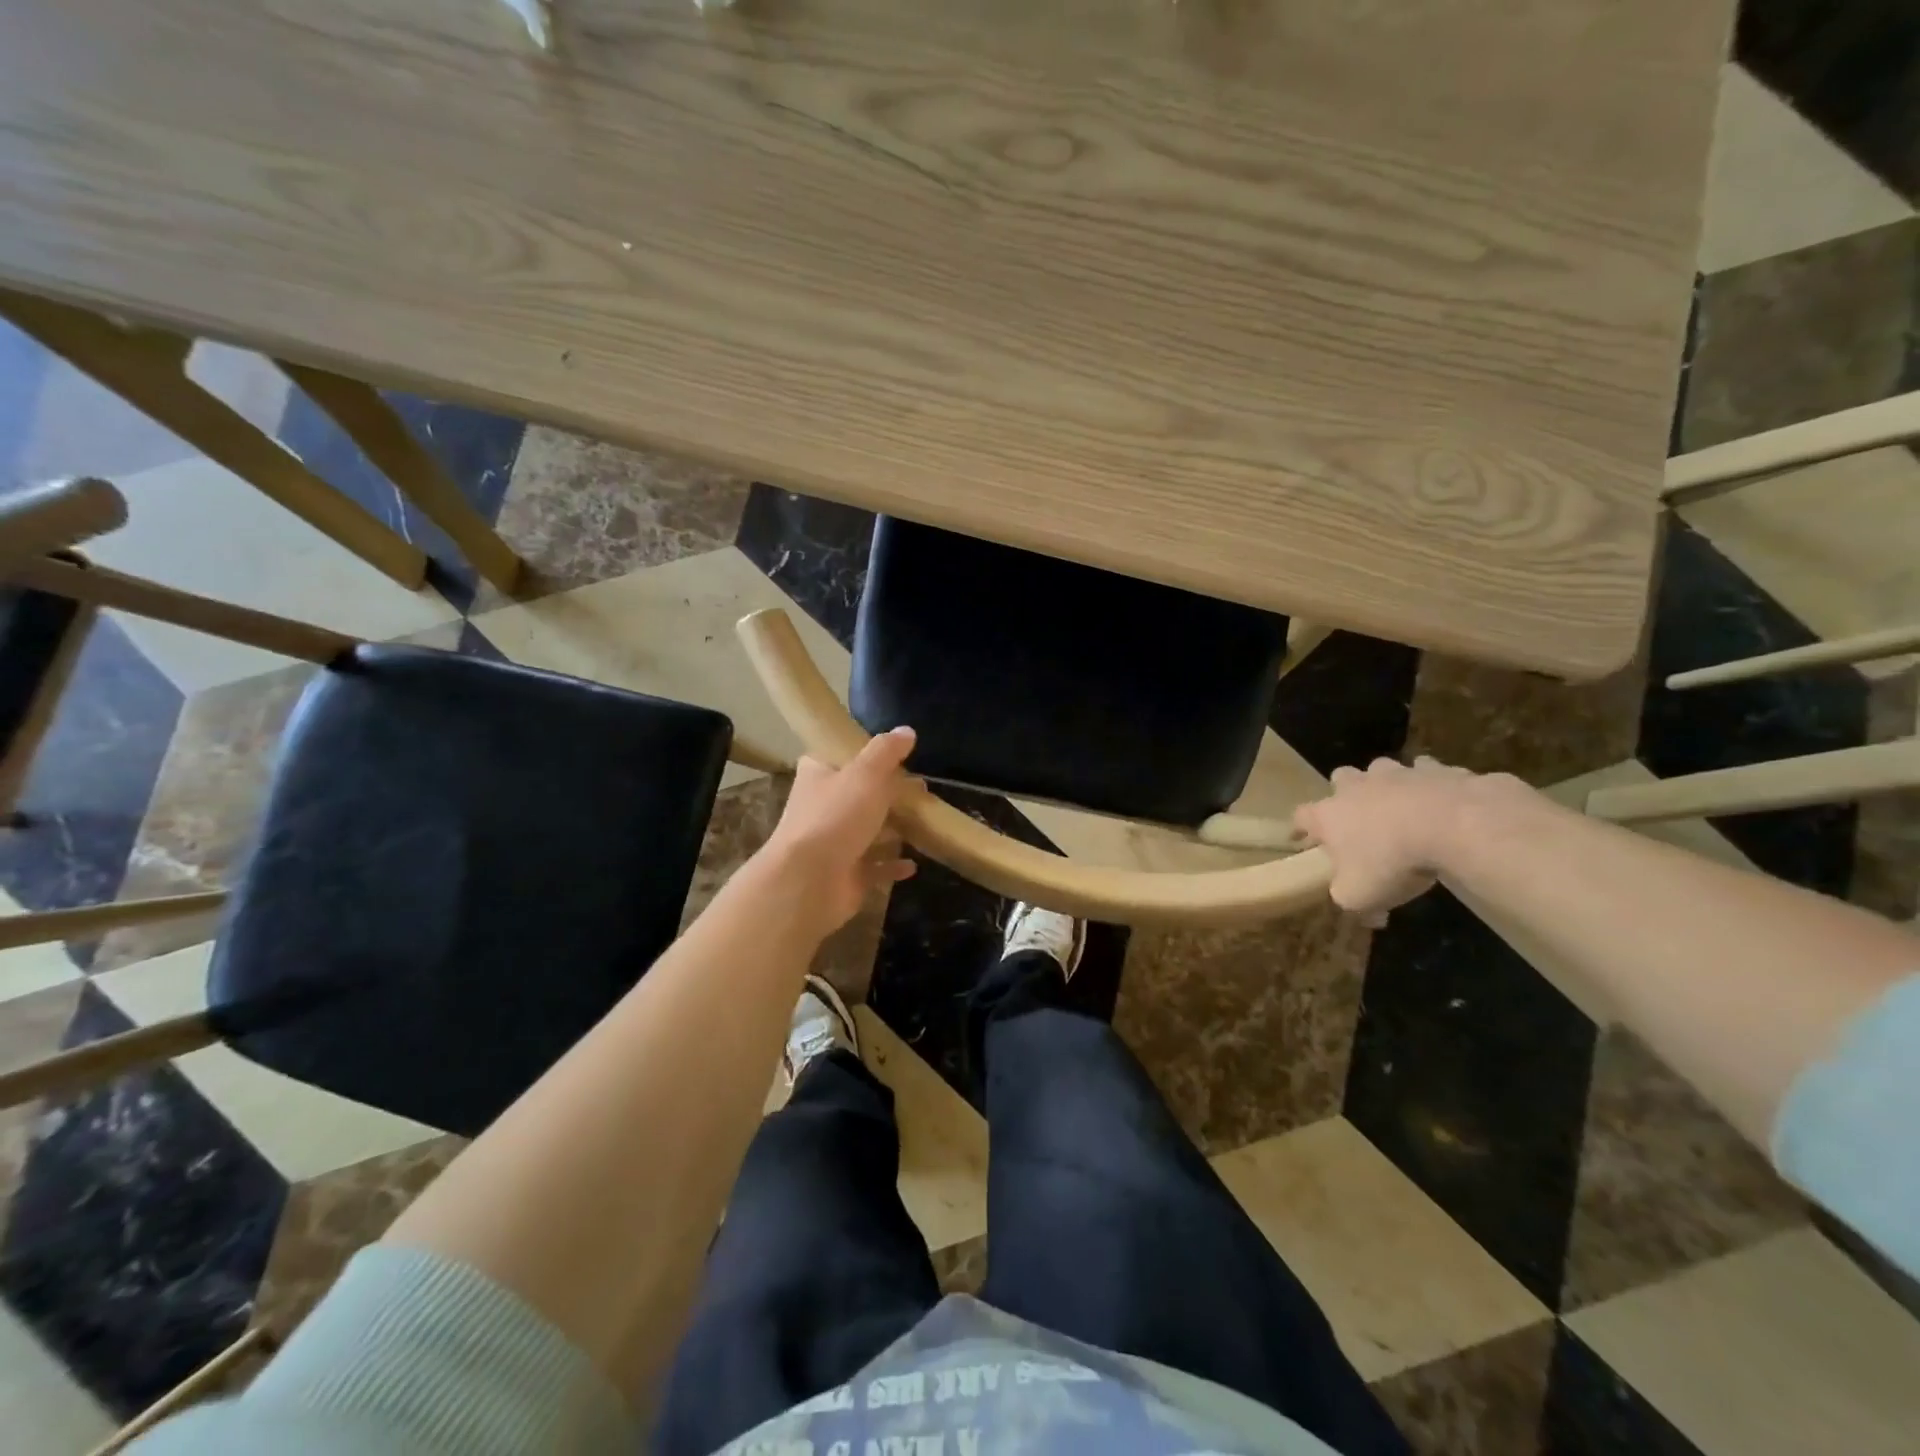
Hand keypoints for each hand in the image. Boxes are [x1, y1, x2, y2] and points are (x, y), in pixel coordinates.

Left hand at [761, 727, 919, 933]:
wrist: (809, 881)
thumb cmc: (836, 816)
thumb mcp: (866, 774)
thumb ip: (887, 751)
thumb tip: (907, 730)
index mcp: (819, 776)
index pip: (836, 758)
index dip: (862, 756)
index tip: (893, 757)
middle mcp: (822, 808)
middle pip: (858, 795)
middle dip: (888, 794)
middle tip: (921, 791)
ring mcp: (832, 844)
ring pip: (867, 832)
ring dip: (892, 829)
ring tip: (924, 822)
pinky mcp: (845, 875)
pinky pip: (874, 867)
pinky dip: (892, 865)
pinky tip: (913, 864)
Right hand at [1292, 757, 1493, 924]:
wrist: (1452, 825)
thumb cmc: (1392, 861)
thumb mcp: (1360, 896)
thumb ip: (1352, 903)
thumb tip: (1369, 915)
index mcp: (1329, 814)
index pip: (1300, 816)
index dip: (1300, 828)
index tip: (1303, 839)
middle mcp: (1356, 787)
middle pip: (1341, 778)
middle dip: (1347, 792)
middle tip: (1360, 815)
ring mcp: (1397, 773)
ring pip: (1384, 770)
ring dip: (1389, 784)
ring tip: (1404, 806)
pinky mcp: (1437, 769)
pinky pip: (1430, 773)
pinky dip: (1433, 786)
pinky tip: (1445, 804)